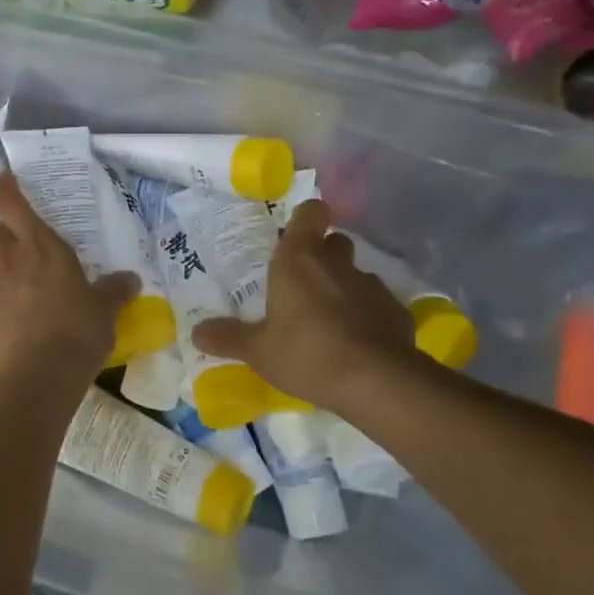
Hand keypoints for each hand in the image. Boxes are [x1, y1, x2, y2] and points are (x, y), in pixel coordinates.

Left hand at [0, 172, 139, 380]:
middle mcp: (11, 264)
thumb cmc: (78, 331)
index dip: (6, 190)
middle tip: (18, 247)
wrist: (39, 378)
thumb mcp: (105, 310)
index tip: (3, 180)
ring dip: (1, 276)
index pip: (14, 206)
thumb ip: (114, 290)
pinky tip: (17, 329)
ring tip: (22, 297)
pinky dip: (0, 311)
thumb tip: (130, 279)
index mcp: (42, 249)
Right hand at [193, 197, 416, 411]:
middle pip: (334, 242)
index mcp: (299, 260)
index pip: (310, 213)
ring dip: (344, 289)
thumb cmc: (306, 353)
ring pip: (355, 275)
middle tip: (304, 285)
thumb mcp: (258, 351)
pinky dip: (368, 316)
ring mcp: (371, 285)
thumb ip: (227, 337)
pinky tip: (358, 344)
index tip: (296, 235)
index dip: (306, 218)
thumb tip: (197, 332)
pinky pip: (377, 305)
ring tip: (330, 321)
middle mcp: (337, 263)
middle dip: (322, 256)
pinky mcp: (397, 311)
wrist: (377, 382)